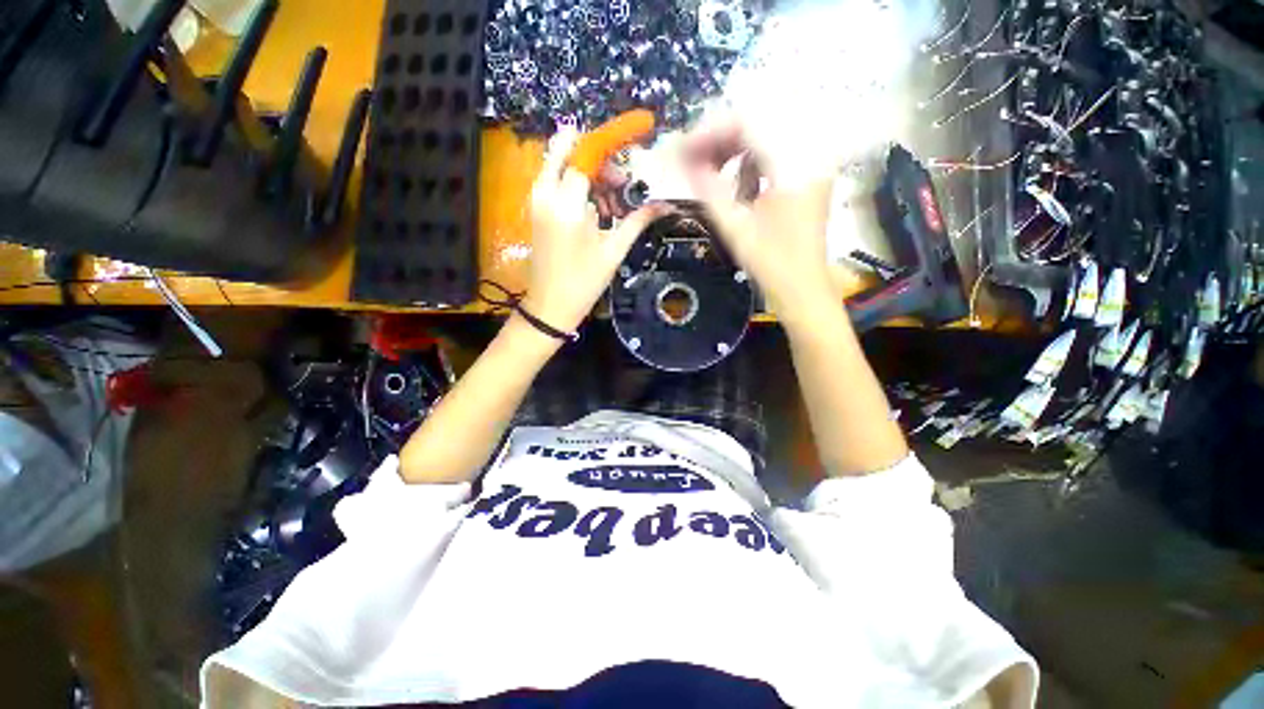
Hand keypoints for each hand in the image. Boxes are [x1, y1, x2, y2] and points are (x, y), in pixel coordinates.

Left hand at [523, 129, 662, 332]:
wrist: (550, 306)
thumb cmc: (584, 283)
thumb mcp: (613, 251)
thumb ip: (637, 220)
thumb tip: (666, 205)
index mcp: (567, 204)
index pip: (589, 153)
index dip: (614, 138)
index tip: (640, 125)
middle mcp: (546, 193)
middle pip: (573, 150)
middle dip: (601, 159)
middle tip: (622, 184)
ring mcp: (536, 199)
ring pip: (563, 163)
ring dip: (590, 173)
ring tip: (612, 204)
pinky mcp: (536, 208)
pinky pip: (556, 180)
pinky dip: (578, 184)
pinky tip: (596, 209)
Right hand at [680, 115, 837, 329]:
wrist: (802, 289)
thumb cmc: (770, 264)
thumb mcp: (735, 227)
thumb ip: (708, 190)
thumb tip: (683, 161)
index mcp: (794, 165)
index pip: (748, 125)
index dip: (710, 132)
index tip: (682, 149)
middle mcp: (809, 154)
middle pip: (758, 125)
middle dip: (719, 140)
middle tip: (690, 160)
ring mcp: (811, 165)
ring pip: (764, 139)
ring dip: (732, 152)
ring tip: (707, 173)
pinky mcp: (806, 177)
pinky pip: (773, 156)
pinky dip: (748, 165)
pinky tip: (735, 186)